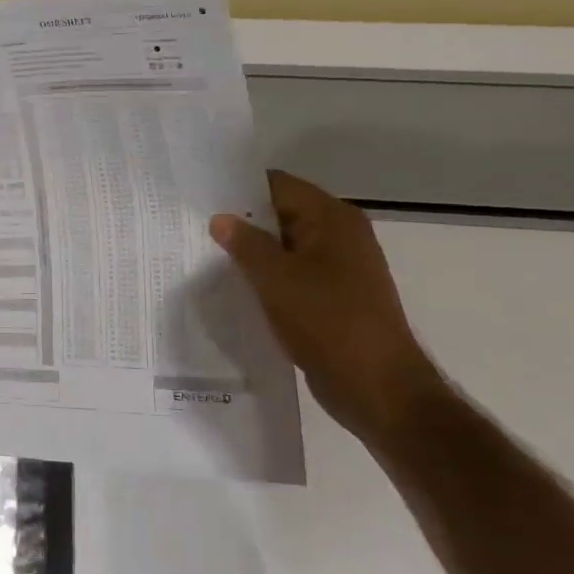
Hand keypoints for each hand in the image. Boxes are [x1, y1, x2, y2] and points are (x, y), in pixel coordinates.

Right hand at [211, 170, 442, 448]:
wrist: (377, 388)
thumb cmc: (328, 322)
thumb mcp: (276, 278)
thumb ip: (245, 243)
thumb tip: (221, 218)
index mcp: (332, 218)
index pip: (277, 185)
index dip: (238, 189)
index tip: (200, 198)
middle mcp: (340, 234)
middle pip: (281, 213)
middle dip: (242, 221)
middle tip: (195, 227)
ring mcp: (340, 267)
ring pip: (285, 246)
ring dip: (253, 252)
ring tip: (207, 256)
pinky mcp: (335, 296)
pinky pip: (293, 273)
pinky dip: (267, 276)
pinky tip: (237, 287)